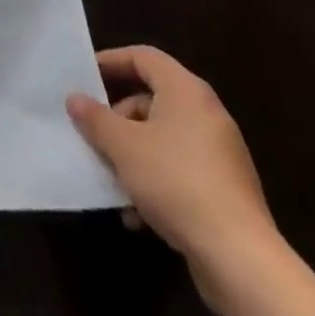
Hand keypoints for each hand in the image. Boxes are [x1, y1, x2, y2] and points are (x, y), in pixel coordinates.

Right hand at [67, 46, 277, 281]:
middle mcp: (207, 114)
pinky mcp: (225, 190)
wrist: (240, 258)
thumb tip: (75, 98)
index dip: (112, 61)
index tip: (85, 76)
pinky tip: (136, 213)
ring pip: (163, 139)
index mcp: (186, 91)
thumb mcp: (122, 146)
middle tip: (94, 133)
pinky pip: (180, 170)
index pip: (144, 57)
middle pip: (152, 99)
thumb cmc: (175, 181)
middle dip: (118, 117)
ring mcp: (220, 154)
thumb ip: (95, 118)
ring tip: (111, 178)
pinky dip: (156, 181)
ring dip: (133, 154)